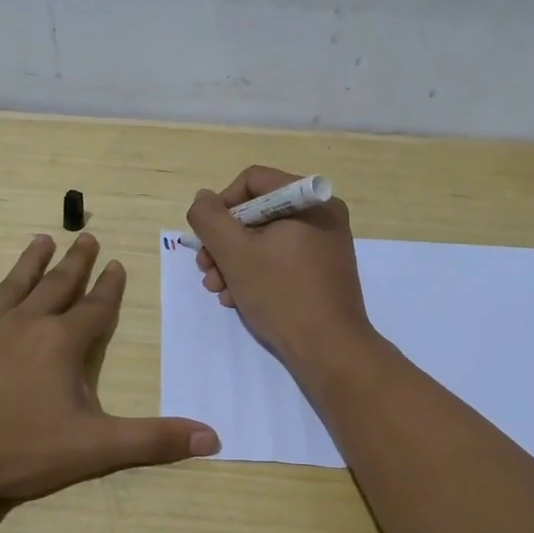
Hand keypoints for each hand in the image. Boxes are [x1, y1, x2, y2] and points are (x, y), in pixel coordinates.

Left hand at [0, 233, 219, 511]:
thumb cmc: (19, 451)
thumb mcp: (94, 449)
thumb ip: (153, 441)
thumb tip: (213, 437)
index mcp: (61, 343)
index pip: (95, 308)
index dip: (110, 287)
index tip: (117, 263)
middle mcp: (25, 324)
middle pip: (57, 286)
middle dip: (76, 262)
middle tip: (87, 237)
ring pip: (12, 285)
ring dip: (30, 261)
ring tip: (43, 238)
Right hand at [186, 165, 375, 372]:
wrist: (330, 350)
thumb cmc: (281, 294)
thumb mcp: (234, 252)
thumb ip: (209, 218)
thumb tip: (203, 199)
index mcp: (308, 200)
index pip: (252, 181)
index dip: (221, 206)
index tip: (207, 238)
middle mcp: (321, 214)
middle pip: (257, 212)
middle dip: (224, 242)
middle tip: (206, 270)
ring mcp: (325, 244)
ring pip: (265, 239)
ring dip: (234, 261)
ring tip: (218, 290)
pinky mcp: (323, 270)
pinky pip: (281, 258)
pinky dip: (256, 273)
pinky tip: (238, 298)